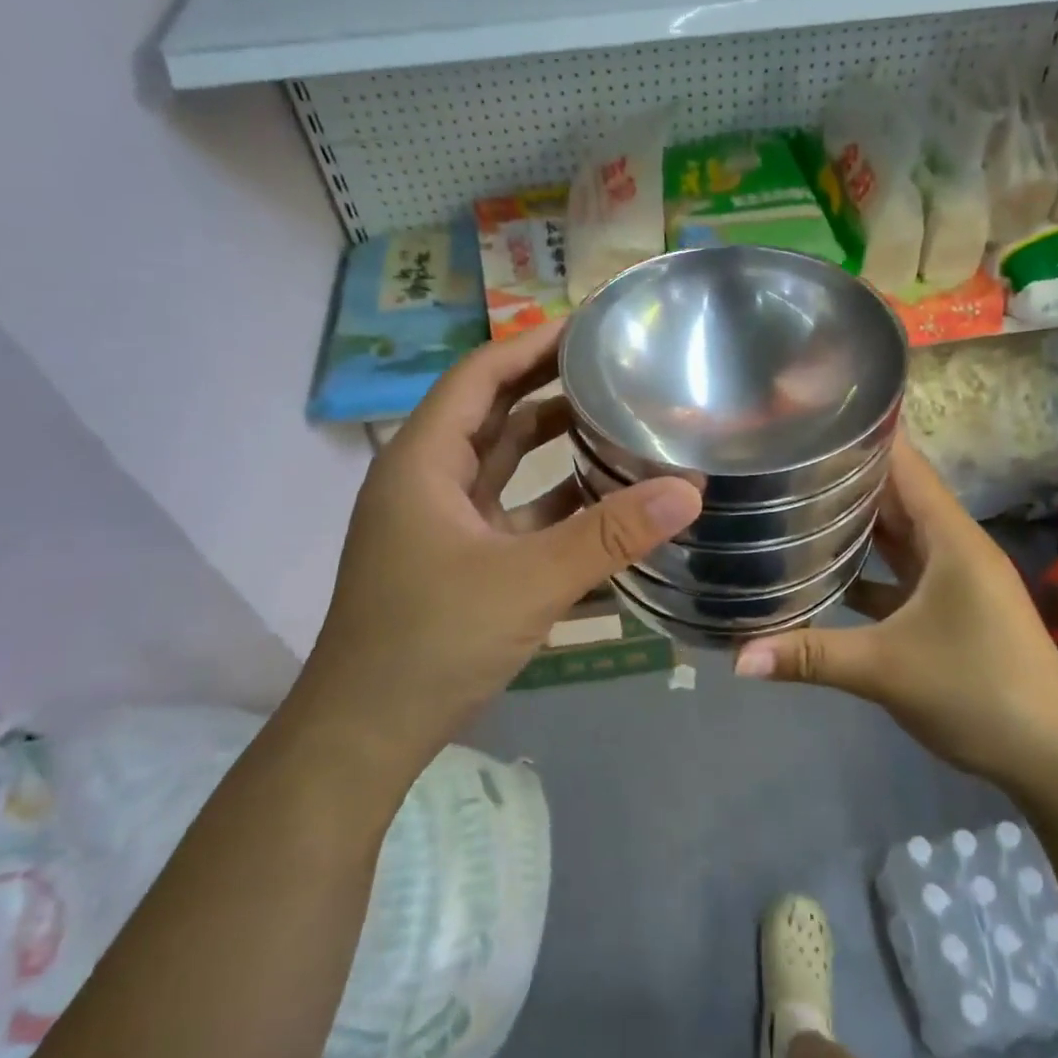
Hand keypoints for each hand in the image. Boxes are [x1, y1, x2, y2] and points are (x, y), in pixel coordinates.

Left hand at [300, 320, 701, 762]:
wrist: (368, 732)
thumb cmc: (433, 639)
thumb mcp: (529, 581)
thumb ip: (610, 535)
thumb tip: (688, 490)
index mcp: (423, 462)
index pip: (479, 376)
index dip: (531, 344)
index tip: (588, 326)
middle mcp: (428, 482)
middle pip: (493, 415)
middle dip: (549, 389)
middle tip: (614, 371)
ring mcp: (442, 525)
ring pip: (504, 468)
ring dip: (554, 448)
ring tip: (617, 425)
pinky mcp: (460, 563)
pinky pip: (513, 516)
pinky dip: (553, 506)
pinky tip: (603, 506)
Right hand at [733, 438, 1057, 784]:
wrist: (1054, 757)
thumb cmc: (979, 691)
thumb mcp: (887, 669)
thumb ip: (810, 656)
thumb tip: (736, 657)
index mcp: (949, 537)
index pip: (905, 464)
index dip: (862, 436)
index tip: (809, 419)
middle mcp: (952, 547)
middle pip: (895, 496)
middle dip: (844, 477)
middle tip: (782, 461)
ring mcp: (953, 580)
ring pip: (896, 537)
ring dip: (853, 523)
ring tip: (792, 503)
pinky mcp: (949, 611)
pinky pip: (898, 575)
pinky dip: (865, 570)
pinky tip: (823, 574)